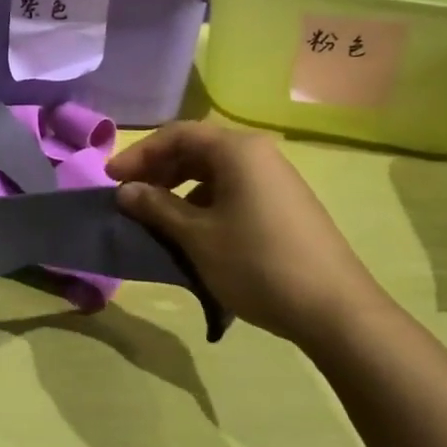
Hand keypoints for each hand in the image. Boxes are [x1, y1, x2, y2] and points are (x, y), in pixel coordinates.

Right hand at [107, 121, 383, 346]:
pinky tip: (194, 232)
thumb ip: (156, 207)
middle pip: (196, 150)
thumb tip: (125, 190)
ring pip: (214, 172)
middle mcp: (258, 154)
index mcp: (237, 150)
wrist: (335, 310)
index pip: (176, 135)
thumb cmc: (256, 263)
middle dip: (158, 170)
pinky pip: (233, 191)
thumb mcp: (197, 236)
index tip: (111, 180)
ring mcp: (275, 180)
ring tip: (157, 216)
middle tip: (130, 197)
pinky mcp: (285, 205)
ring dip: (180, 188)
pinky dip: (205, 203)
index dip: (139, 154)